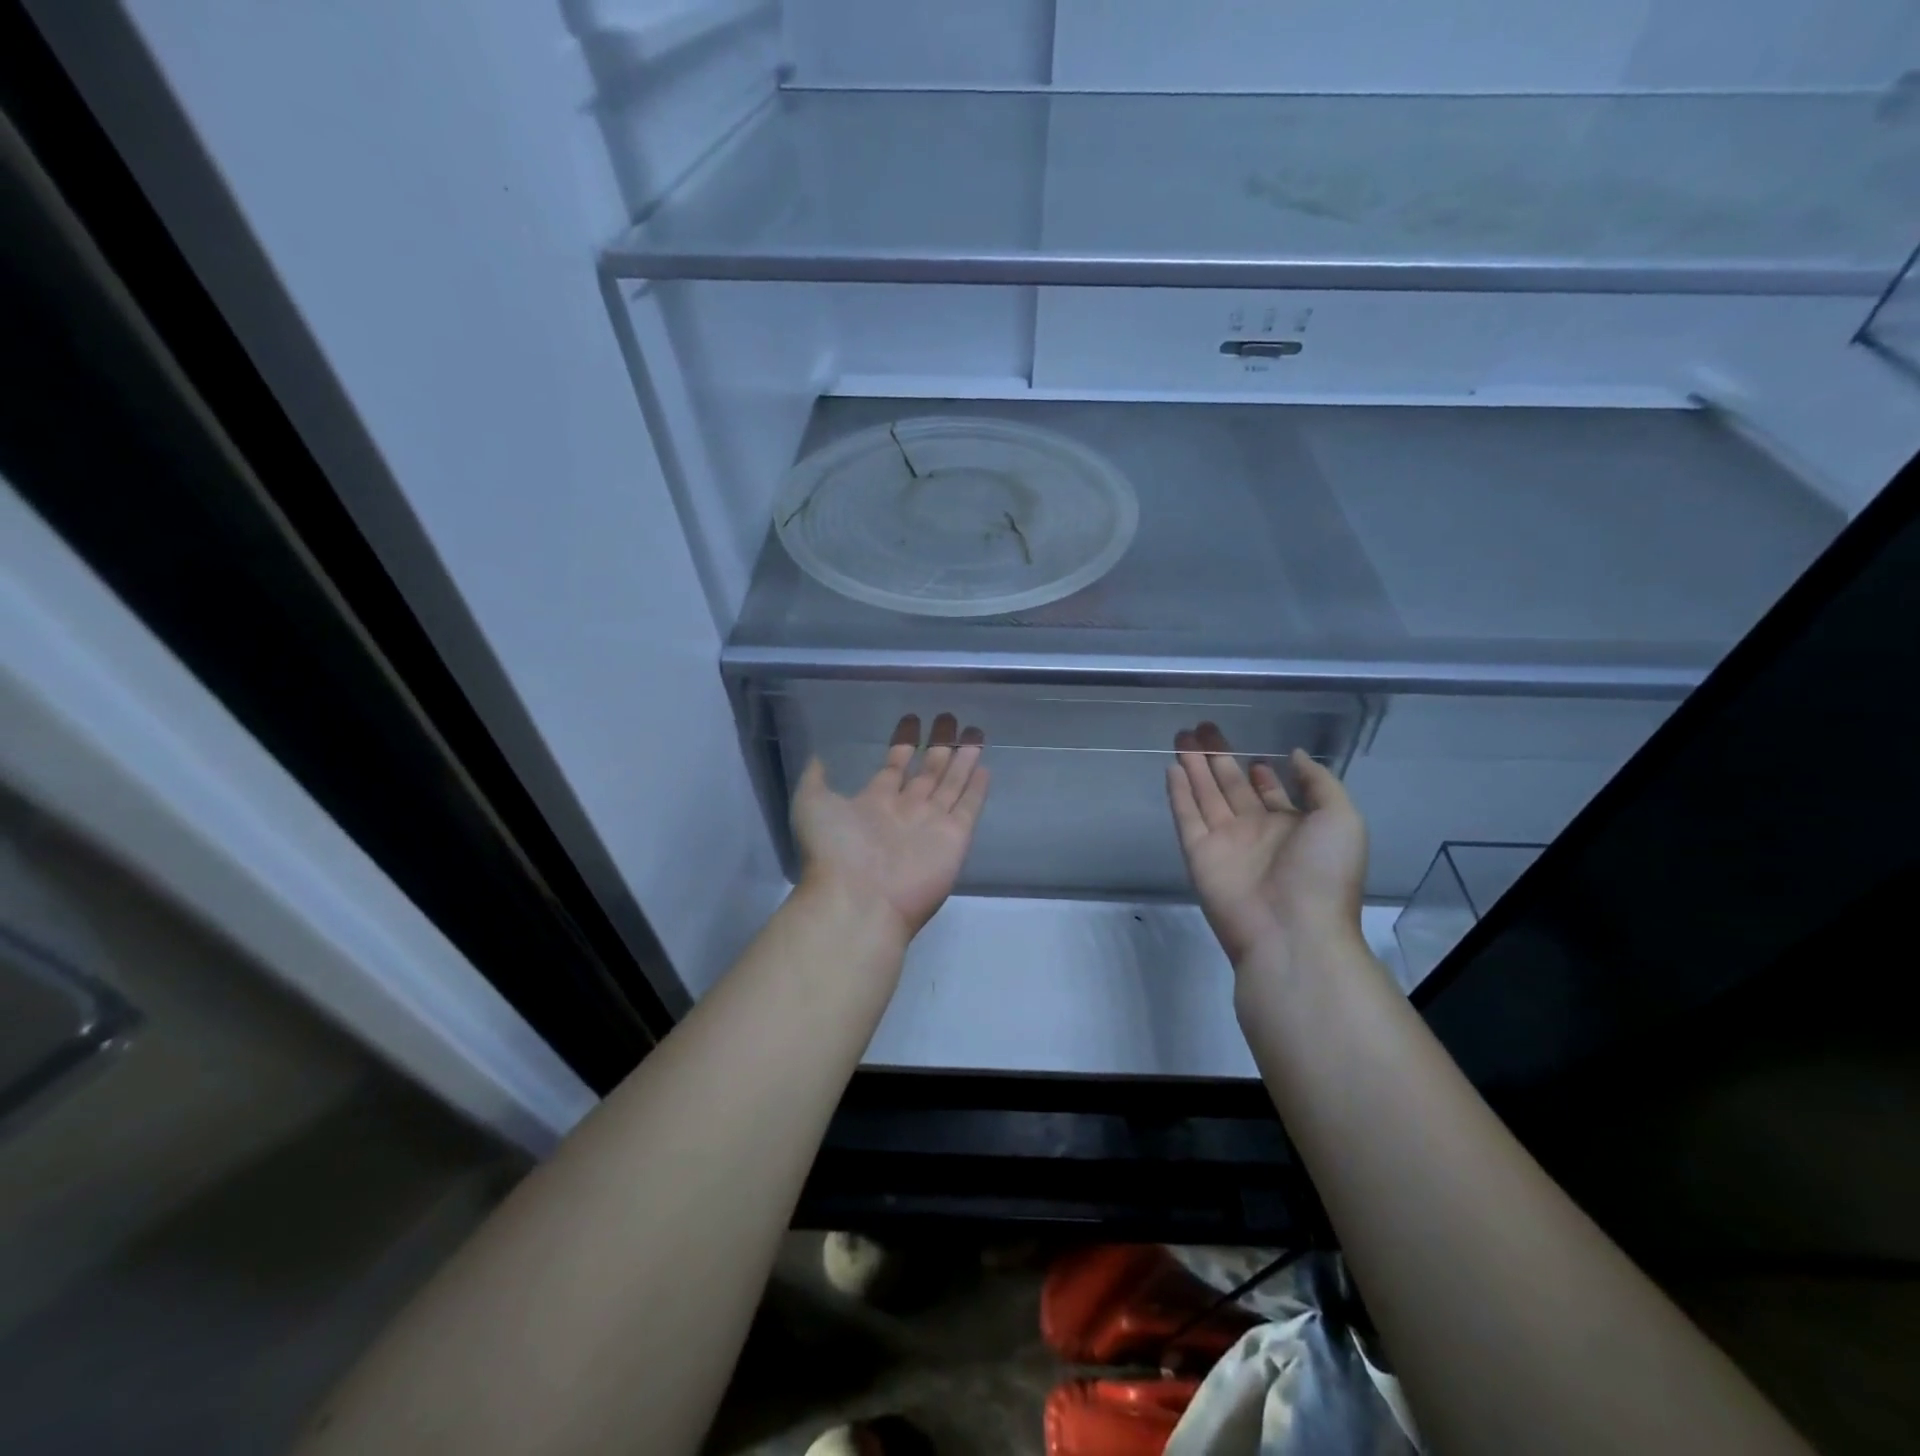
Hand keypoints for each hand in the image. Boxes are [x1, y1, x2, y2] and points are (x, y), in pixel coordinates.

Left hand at [791, 713, 989, 943]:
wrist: (859, 899)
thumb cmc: (834, 850)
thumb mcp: (812, 805)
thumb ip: (816, 779)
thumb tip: (818, 757)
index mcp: (874, 802)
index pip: (894, 767)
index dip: (903, 744)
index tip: (912, 721)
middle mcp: (906, 810)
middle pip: (928, 771)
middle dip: (938, 745)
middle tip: (949, 718)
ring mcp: (932, 824)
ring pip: (951, 783)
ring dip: (962, 759)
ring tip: (975, 733)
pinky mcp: (955, 838)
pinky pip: (969, 807)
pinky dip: (977, 789)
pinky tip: (984, 767)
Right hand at [1166, 724, 1366, 967]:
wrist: (1292, 931)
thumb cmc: (1324, 874)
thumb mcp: (1342, 819)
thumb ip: (1319, 782)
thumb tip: (1294, 755)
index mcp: (1292, 827)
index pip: (1269, 793)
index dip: (1260, 772)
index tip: (1252, 753)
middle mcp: (1256, 831)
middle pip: (1231, 786)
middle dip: (1218, 758)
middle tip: (1202, 728)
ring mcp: (1225, 842)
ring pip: (1205, 795)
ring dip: (1194, 766)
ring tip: (1182, 736)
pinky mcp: (1198, 853)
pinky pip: (1186, 816)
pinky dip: (1179, 793)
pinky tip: (1173, 768)